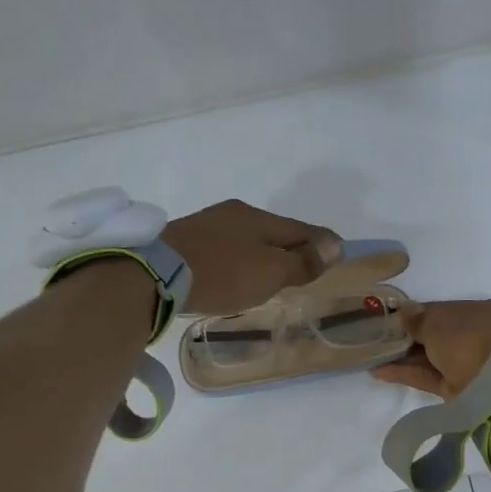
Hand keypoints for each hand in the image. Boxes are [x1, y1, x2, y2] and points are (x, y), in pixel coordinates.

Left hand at [163, 200, 342, 314]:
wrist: (154, 275)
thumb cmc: (222, 273)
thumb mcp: (270, 271)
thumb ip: (302, 261)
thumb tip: (335, 245)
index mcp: (257, 217)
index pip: (301, 229)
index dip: (321, 244)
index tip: (336, 255)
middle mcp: (232, 214)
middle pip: (272, 232)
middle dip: (290, 249)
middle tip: (303, 271)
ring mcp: (204, 226)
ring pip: (246, 240)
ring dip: (262, 256)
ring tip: (269, 277)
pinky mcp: (183, 243)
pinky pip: (223, 251)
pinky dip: (237, 262)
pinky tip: (234, 276)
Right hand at [373, 299, 490, 398]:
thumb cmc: (471, 340)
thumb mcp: (439, 321)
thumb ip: (418, 318)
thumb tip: (404, 310)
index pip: (455, 309)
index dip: (425, 312)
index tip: (399, 316)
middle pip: (446, 335)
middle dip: (414, 337)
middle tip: (384, 336)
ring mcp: (480, 368)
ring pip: (438, 358)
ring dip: (408, 357)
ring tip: (376, 354)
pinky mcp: (465, 392)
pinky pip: (434, 377)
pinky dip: (410, 373)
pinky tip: (380, 371)